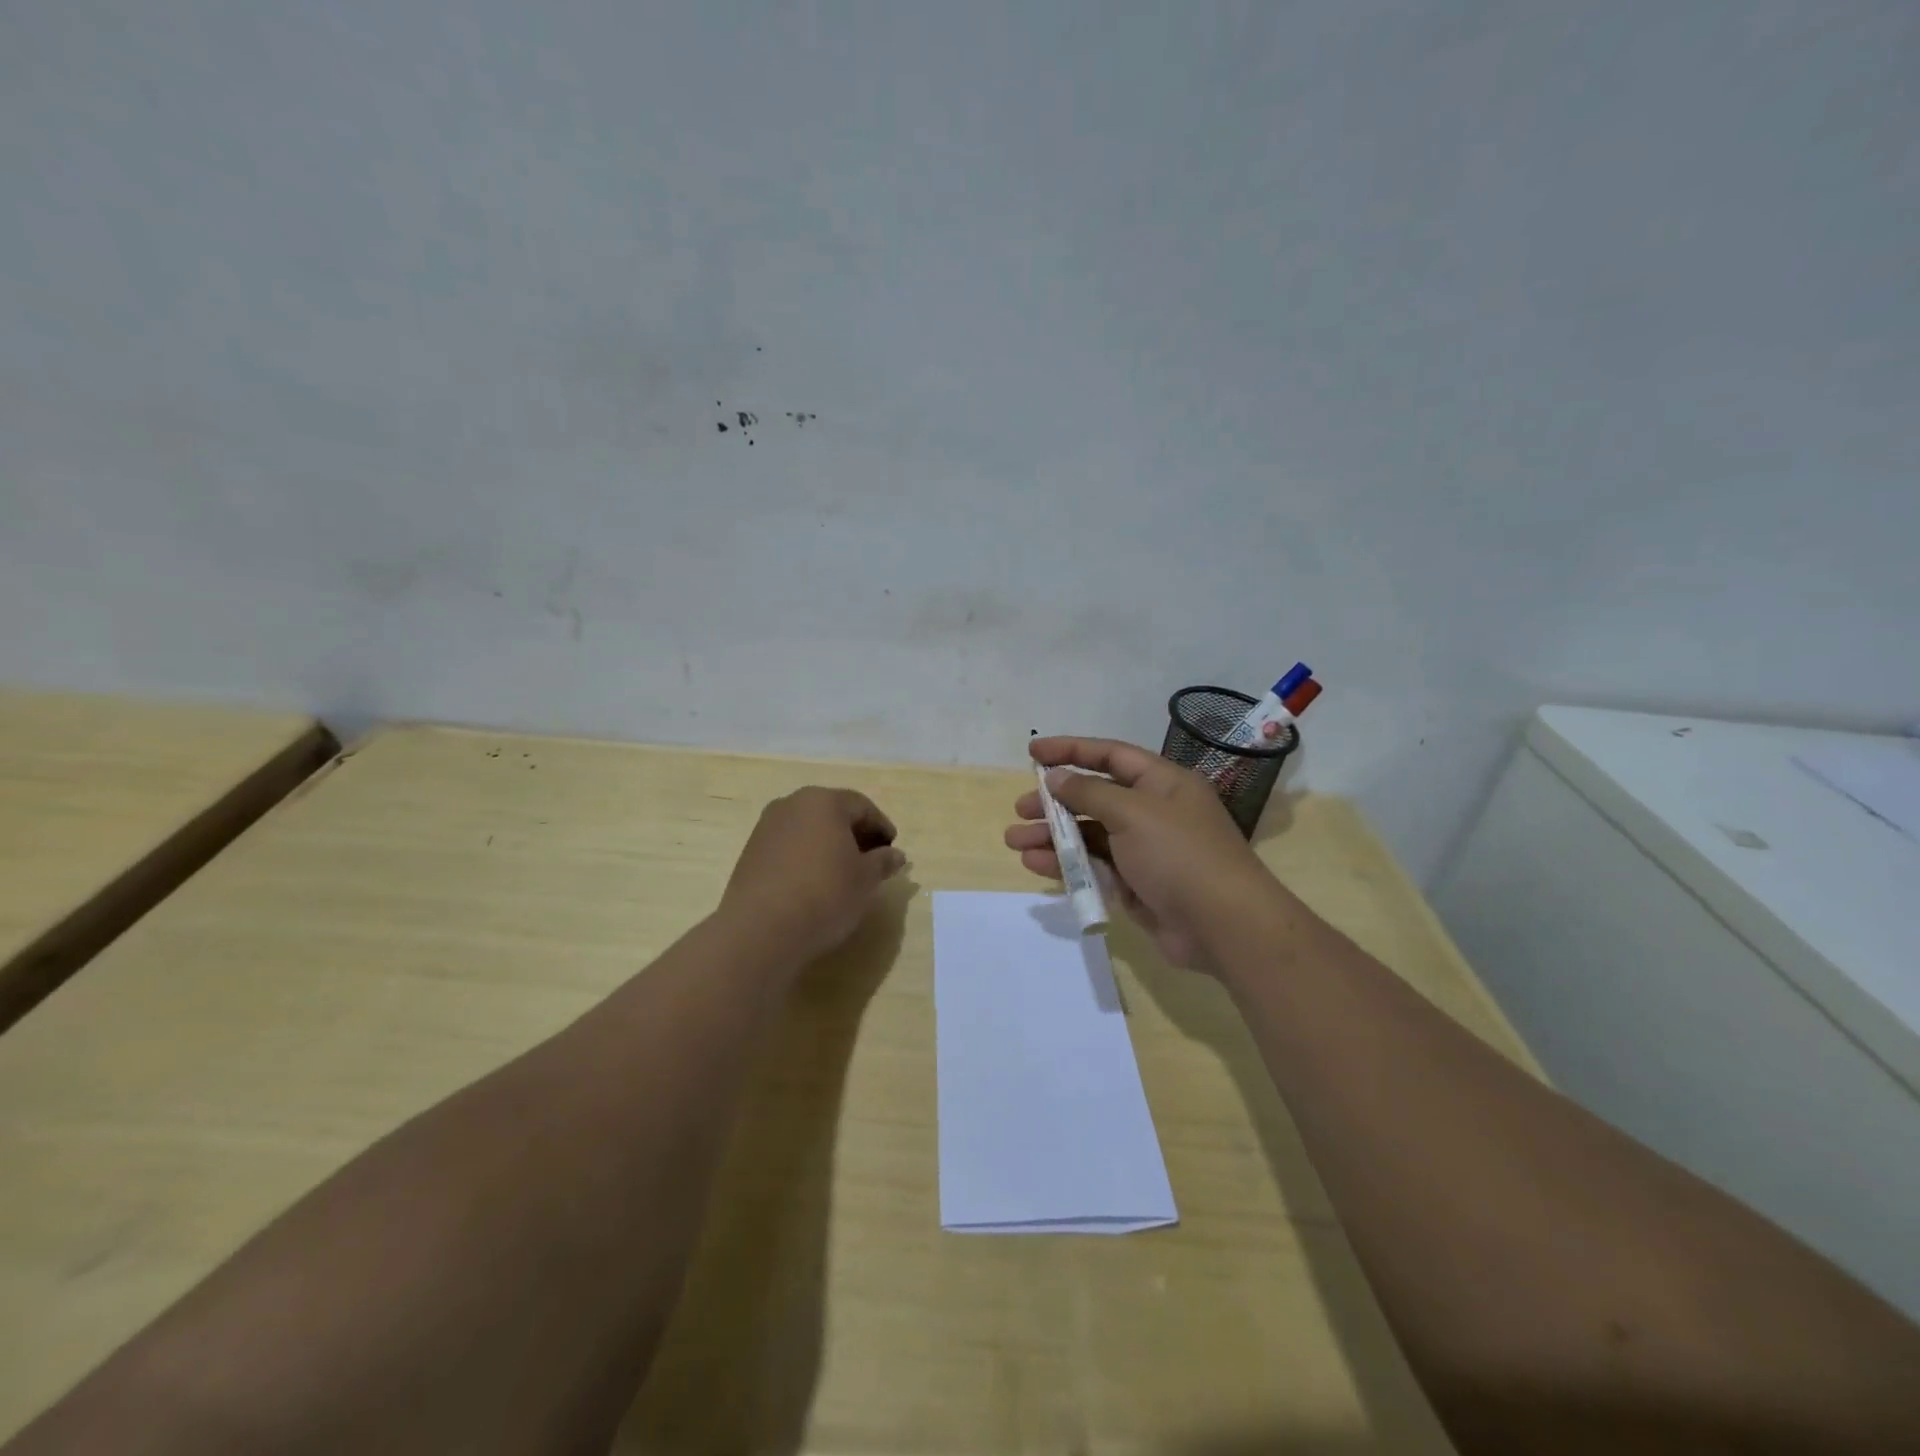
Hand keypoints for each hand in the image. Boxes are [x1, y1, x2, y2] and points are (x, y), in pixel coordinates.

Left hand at [722, 787, 906, 963]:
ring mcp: (767, 827)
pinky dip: (806, 857)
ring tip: (843, 875)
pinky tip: (814, 883)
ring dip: (829, 846)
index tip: (893, 851)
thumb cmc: (825, 894)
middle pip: (833, 813)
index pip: (862, 806)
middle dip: (855, 834)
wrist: (760, 929)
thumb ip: (883, 862)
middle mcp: (792, 804)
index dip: (882, 827)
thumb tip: (895, 855)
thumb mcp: (866, 880)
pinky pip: (789, 846)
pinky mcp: (750, 852)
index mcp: (824, 801)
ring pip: (809, 829)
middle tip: (872, 861)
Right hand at [1004, 737, 1271, 970]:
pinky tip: (1036, 865)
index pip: (1110, 756)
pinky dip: (1067, 865)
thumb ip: (1090, 793)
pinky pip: (1095, 868)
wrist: (1223, 926)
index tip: (1033, 753)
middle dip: (1055, 802)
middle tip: (1021, 809)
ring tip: (1015, 842)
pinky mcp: (1136, 886)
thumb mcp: (1133, 813)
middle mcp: (1153, 812)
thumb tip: (1056, 778)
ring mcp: (1144, 851)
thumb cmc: (1180, 855)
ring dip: (1052, 837)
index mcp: (1162, 783)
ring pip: (1090, 836)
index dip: (1071, 750)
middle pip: (1095, 798)